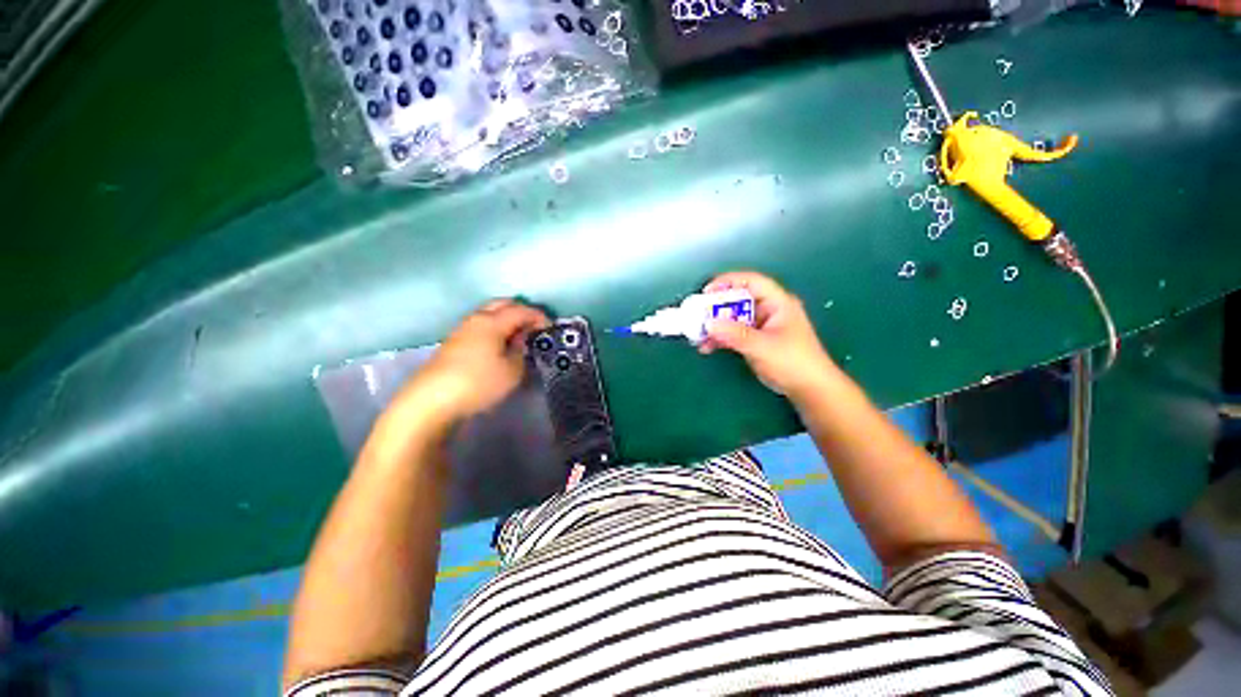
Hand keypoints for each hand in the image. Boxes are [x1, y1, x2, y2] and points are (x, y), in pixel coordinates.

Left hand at [394, 299, 549, 429]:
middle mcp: (476, 319)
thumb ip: (520, 351)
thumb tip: (520, 340)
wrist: (432, 400)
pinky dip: (495, 329)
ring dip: (506, 319)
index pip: (521, 310)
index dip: (538, 316)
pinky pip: (480, 326)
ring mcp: (461, 330)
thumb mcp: (511, 371)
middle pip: (502, 304)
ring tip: (518, 336)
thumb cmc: (479, 383)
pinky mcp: (453, 342)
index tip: (550, 327)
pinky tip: (499, 345)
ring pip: (489, 314)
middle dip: (521, 311)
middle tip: (534, 326)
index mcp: (492, 322)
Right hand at [698, 271, 837, 401]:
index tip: (706, 292)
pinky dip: (720, 338)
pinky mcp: (755, 340)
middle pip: (738, 300)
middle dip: (716, 308)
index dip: (728, 282)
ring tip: (698, 335)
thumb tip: (709, 324)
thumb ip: (735, 334)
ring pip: (733, 318)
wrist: (809, 389)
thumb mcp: (762, 346)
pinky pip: (733, 333)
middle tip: (697, 316)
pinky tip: (707, 347)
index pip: (751, 282)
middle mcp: (768, 310)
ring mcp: (761, 326)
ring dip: (715, 326)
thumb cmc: (793, 362)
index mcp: (777, 303)